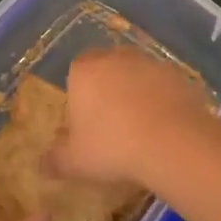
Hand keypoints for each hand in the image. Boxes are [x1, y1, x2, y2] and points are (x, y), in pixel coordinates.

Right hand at [56, 46, 220, 185]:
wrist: (172, 142)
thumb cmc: (113, 147)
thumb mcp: (75, 162)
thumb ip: (55, 159)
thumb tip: (42, 163)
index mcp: (85, 70)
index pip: (76, 72)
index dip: (80, 95)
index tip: (85, 121)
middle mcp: (116, 57)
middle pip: (107, 68)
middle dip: (107, 89)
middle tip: (111, 124)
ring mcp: (150, 62)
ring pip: (137, 74)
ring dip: (136, 93)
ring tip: (140, 128)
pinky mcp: (178, 74)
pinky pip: (162, 85)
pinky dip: (161, 99)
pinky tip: (164, 126)